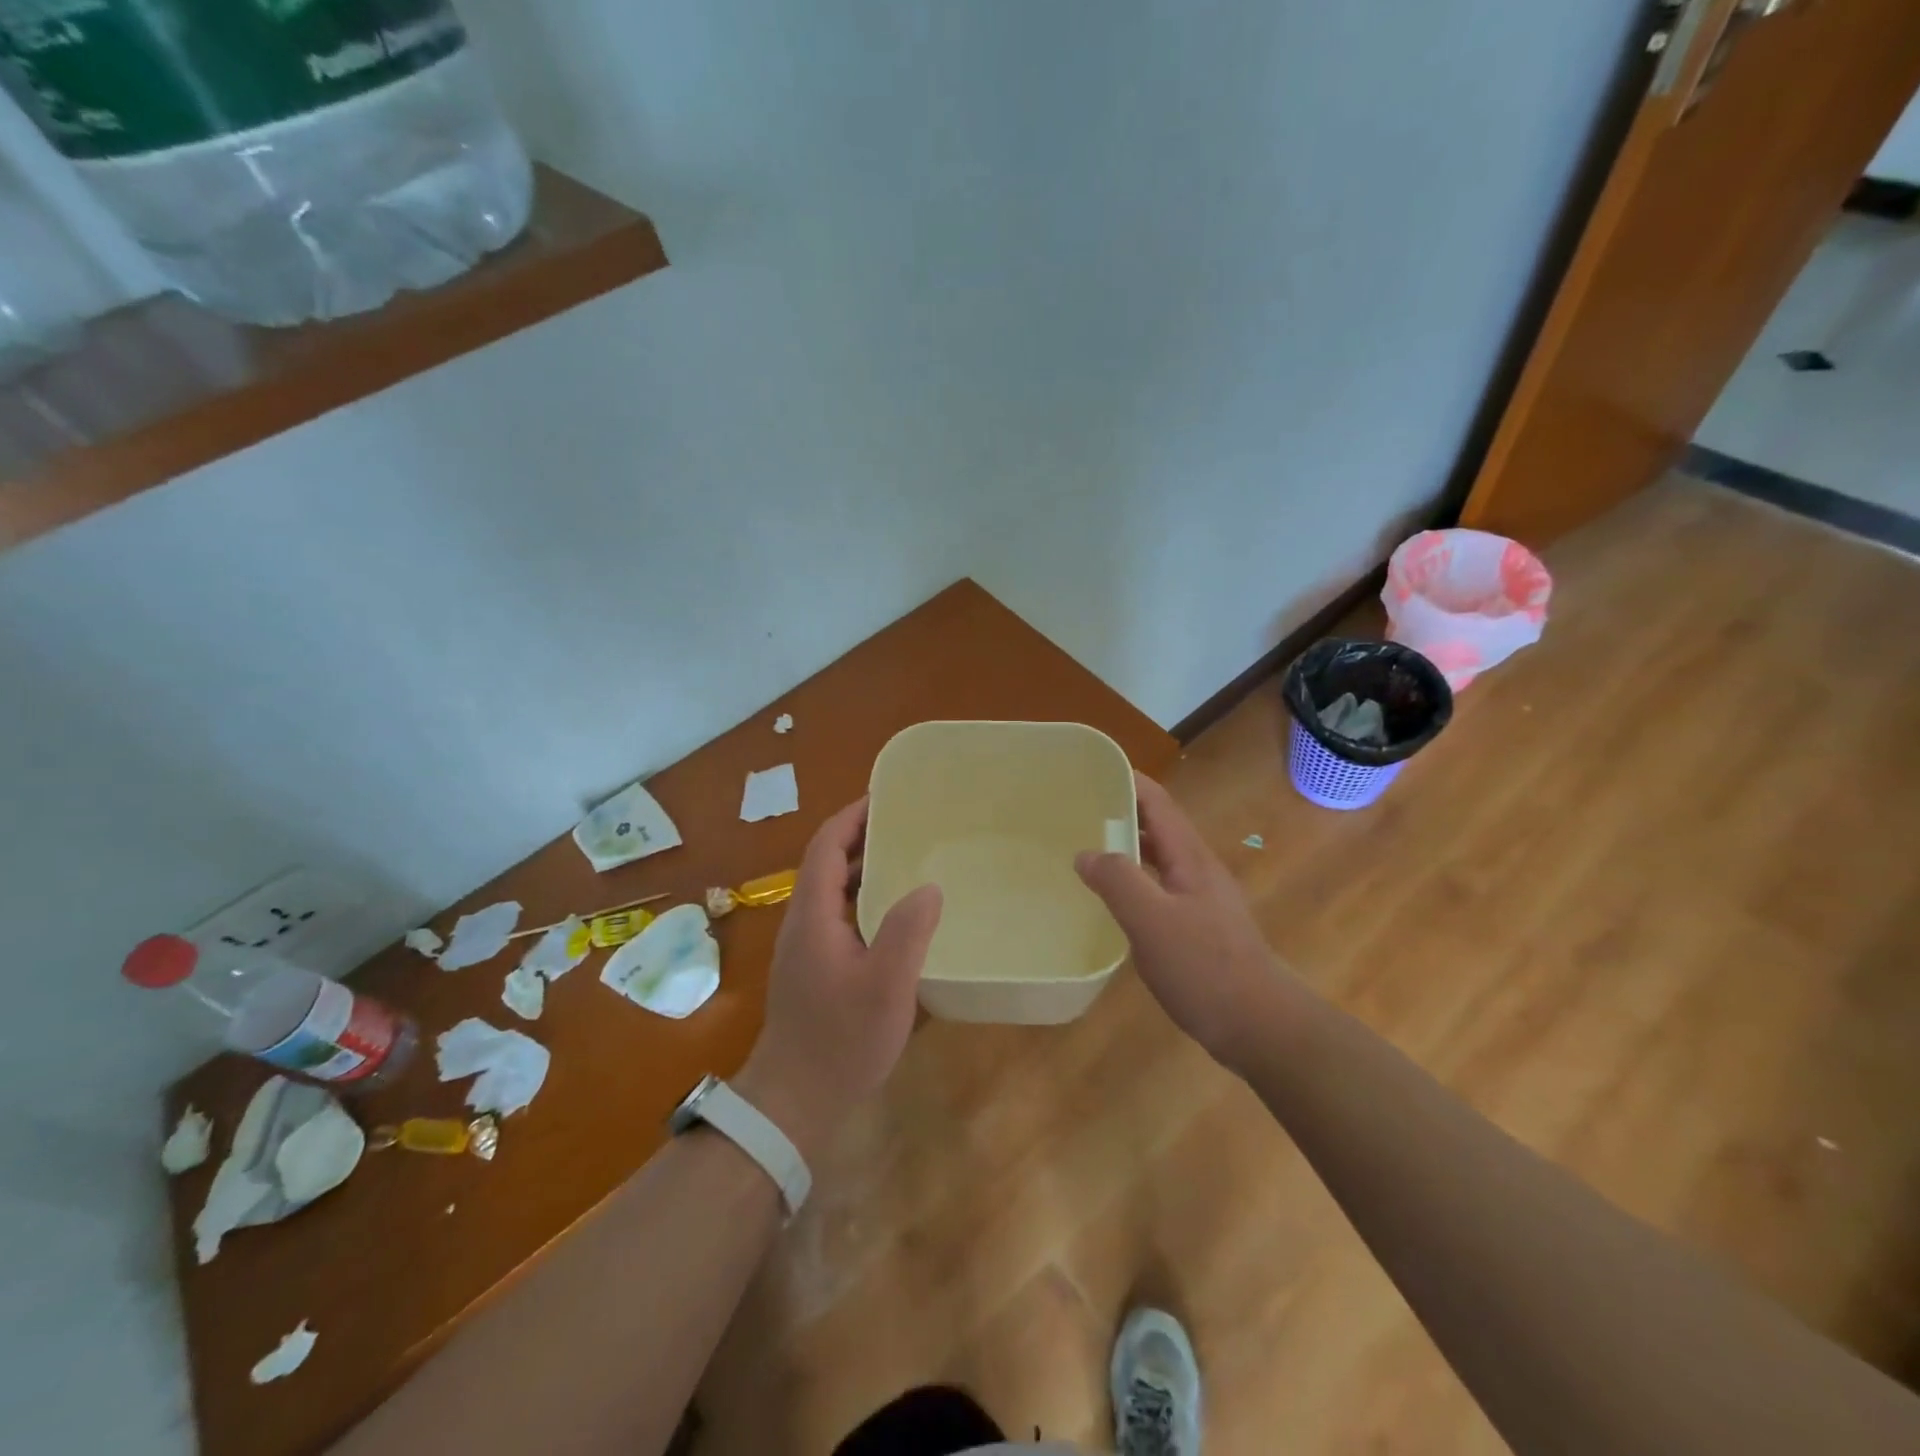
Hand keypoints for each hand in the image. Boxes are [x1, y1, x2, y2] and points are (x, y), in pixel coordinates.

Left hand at [735, 798, 942, 1161]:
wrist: (794, 1101)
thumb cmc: (841, 1040)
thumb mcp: (886, 986)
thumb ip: (907, 931)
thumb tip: (928, 887)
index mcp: (813, 915)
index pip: (826, 846)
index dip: (852, 817)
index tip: (886, 798)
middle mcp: (803, 922)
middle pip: (827, 863)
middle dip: (862, 838)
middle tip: (909, 827)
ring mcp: (805, 948)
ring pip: (832, 892)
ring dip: (863, 870)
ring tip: (909, 862)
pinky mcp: (813, 969)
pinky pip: (838, 917)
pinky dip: (863, 901)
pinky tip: (896, 918)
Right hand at [1076, 774, 1303, 1072]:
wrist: (1260, 1026)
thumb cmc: (1205, 968)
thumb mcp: (1152, 921)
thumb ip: (1117, 881)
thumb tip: (1085, 853)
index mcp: (1189, 857)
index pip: (1156, 801)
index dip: (1126, 781)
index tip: (1087, 774)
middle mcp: (1198, 870)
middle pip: (1157, 826)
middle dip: (1120, 813)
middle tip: (1074, 814)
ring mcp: (1202, 900)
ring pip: (1158, 859)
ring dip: (1126, 849)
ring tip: (1085, 852)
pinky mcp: (1200, 928)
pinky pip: (1160, 889)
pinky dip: (1134, 882)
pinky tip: (1114, 903)